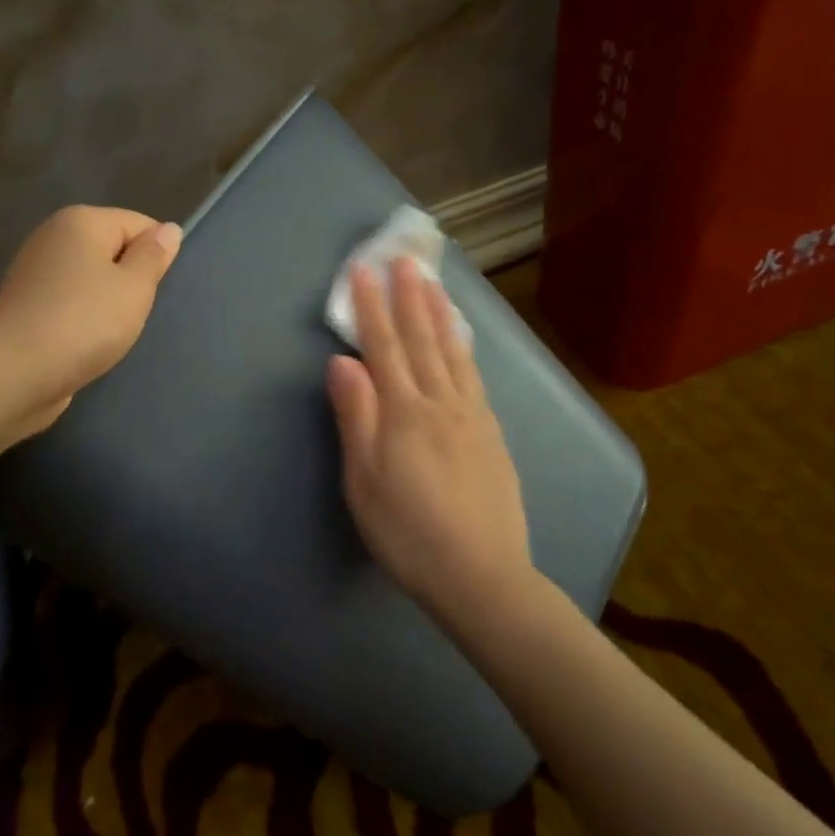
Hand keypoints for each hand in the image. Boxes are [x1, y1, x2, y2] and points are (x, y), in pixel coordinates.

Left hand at [0, 206, 181, 436]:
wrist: (14, 373)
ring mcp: (36, 272)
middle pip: (113, 250)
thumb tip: (168, 229)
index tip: (157, 291)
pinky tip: (89, 342)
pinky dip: (85, 320)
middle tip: (137, 313)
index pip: (139, 224)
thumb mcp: (134, 287)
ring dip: (109, 304)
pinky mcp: (28, 307)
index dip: (156, 256)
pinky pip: (72, 303)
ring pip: (93, 280)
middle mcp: (54, 237)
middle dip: (132, 280)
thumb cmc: (83, 322)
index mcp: (81, 221)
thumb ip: (153, 256)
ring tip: (112, 332)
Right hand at [327, 258, 533, 615]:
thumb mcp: (364, 481)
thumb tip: (342, 361)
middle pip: (423, 340)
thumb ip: (355, 416)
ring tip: (433, 285)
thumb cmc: (408, 533)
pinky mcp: (492, 434)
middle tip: (405, 260)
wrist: (481, 575)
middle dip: (410, 297)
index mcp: (404, 412)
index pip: (383, 347)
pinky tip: (462, 342)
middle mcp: (441, 403)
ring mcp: (472, 417)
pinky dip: (465, 348)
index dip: (371, 306)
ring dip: (441, 315)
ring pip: (454, 353)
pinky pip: (475, 376)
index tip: (365, 270)